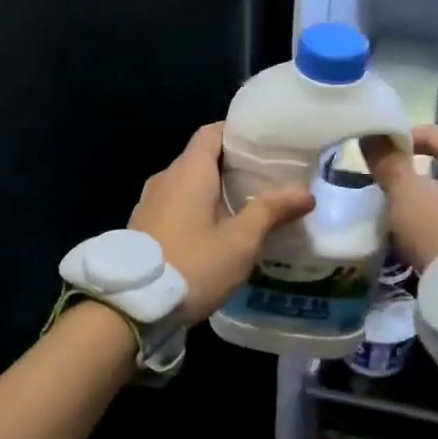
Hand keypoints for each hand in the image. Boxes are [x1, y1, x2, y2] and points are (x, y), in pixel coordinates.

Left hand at [131, 123, 315, 324]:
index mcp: (189, 171)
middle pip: (203, 157)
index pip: (213, 132)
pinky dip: (199, 207)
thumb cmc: (192, 265)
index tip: (268, 144)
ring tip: (250, 204)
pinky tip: (219, 229)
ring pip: (189, 183)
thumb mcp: (240, 242)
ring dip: (216, 190)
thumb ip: (271, 212)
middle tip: (270, 177)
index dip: (240, 133)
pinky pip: (176, 204)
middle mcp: (166, 178)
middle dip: (235, 165)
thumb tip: (305, 193)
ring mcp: (150, 202)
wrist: (133, 306)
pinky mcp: (144, 225)